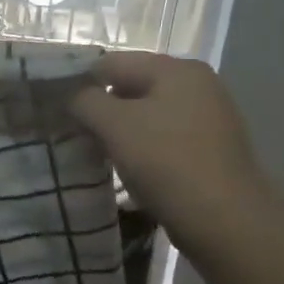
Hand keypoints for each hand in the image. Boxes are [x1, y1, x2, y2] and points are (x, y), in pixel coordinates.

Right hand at [68, 52, 270, 250]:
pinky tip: (128, 168)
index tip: (58, 108)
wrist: (225, 221)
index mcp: (177, 69)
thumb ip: (85, 101)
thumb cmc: (166, 162)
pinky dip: (142, 147)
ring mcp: (209, 117)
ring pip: (147, 114)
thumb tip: (73, 96)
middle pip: (132, 86)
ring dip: (120, 130)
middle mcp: (198, 84)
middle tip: (75, 132)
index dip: (80, 82)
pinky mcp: (211, 148)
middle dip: (101, 108)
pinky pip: (164, 137)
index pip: (113, 63)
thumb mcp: (114, 126)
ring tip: (98, 152)